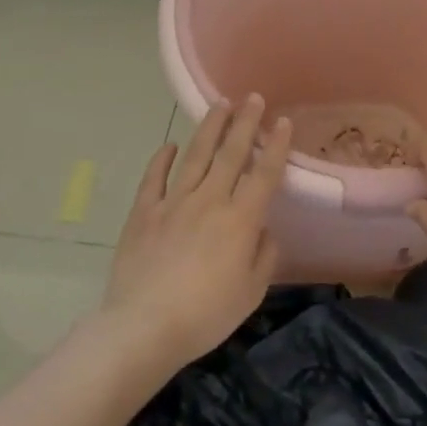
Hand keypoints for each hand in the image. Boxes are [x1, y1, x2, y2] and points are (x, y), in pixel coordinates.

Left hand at [105, 95, 289, 367]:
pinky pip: (154, 179)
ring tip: (219, 104)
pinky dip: (162, 159)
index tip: (283, 121)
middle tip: (253, 97)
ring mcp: (173, 203)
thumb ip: (264, 255)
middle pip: (230, 153)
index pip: (264, 173)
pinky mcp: (143, 214)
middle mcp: (209, 200)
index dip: (276, 145)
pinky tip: (170, 146)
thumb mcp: (250, 292)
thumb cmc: (205, 314)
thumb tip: (263, 231)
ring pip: (195, 156)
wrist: (143, 328)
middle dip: (244, 122)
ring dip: (209, 128)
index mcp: (240, 219)